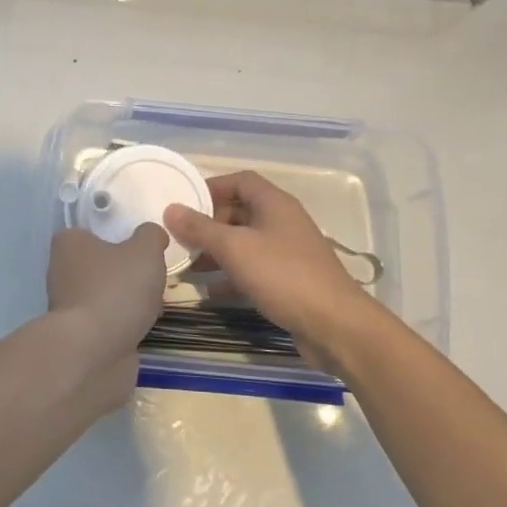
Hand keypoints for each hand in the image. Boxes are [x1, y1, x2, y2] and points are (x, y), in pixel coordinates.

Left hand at [46, 225, 168, 400]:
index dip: (115, 236)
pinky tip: (143, 328)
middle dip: (124, 272)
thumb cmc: (115, 290)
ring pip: (104, 295)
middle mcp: (61, 272)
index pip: (89, 231)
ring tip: (153, 305)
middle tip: (152, 276)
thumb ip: (150, 236)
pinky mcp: (79, 337)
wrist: (94, 353)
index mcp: (68, 244)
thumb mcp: (144, 251)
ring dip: (126, 301)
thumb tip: (151, 234)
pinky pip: (107, 323)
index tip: (140, 246)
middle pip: (100, 265)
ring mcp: (68, 307)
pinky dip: (124, 325)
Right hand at [163, 171, 375, 362]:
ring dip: (216, 252)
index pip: (240, 181)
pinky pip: (253, 269)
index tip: (184, 202)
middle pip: (239, 212)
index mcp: (274, 204)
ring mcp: (287, 252)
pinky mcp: (288, 280)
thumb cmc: (283, 276)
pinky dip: (231, 276)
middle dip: (208, 224)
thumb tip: (170, 209)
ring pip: (244, 243)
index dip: (211, 187)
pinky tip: (210, 292)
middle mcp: (282, 222)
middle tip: (180, 238)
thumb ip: (200, 228)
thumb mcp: (235, 248)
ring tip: (187, 266)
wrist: (335, 326)